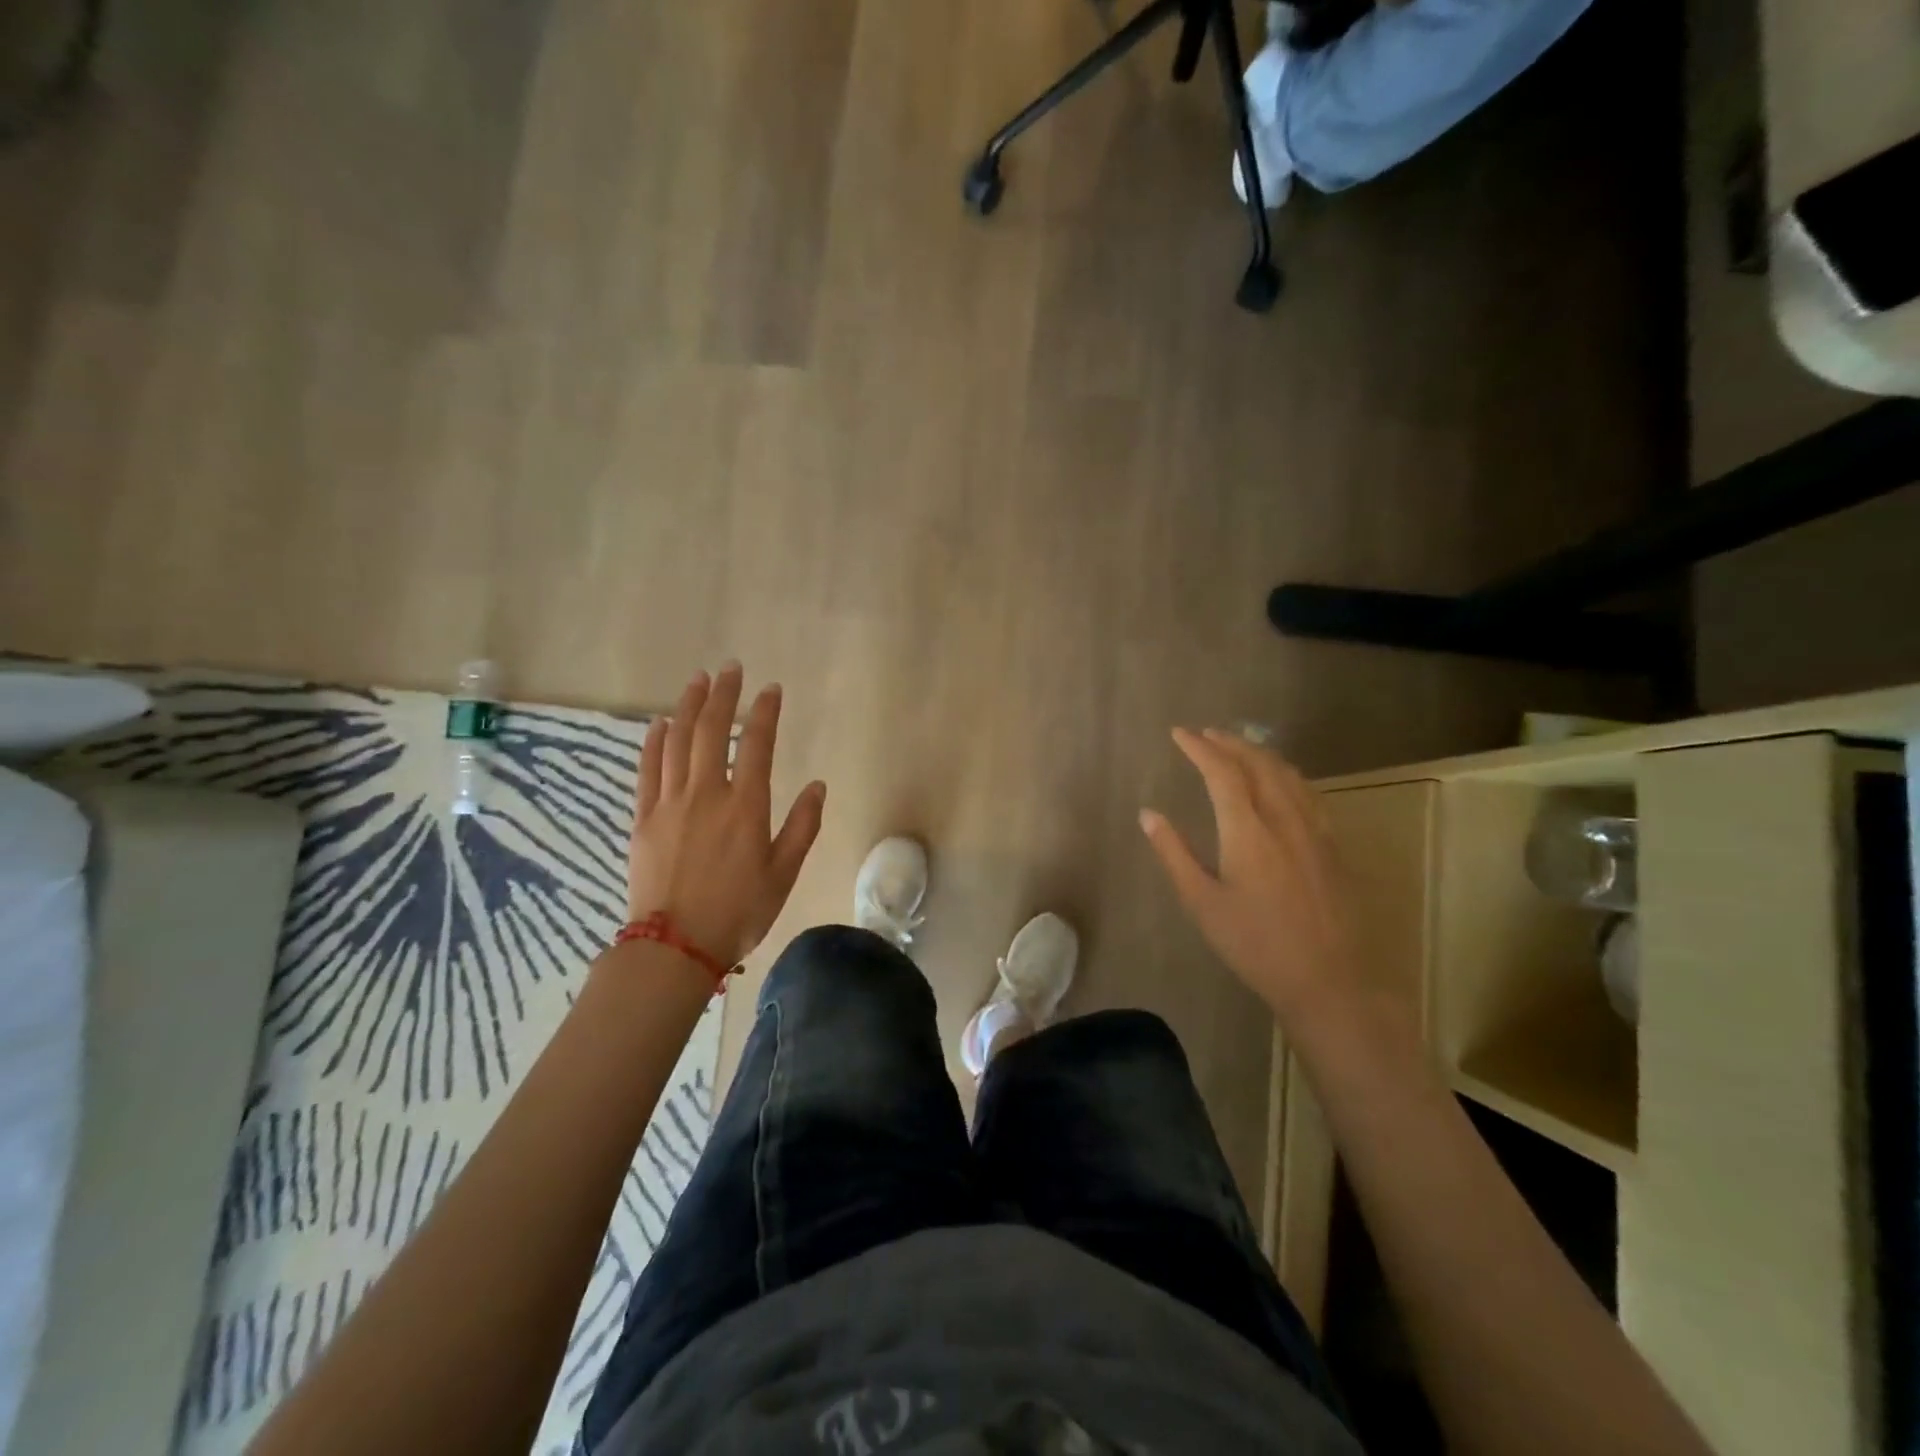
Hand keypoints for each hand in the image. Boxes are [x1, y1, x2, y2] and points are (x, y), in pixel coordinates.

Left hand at [628, 663, 826, 965]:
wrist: (675, 946)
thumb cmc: (739, 912)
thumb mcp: (784, 874)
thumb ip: (802, 827)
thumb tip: (817, 786)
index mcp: (746, 806)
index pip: (756, 744)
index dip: (764, 712)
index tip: (770, 689)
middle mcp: (707, 793)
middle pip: (711, 730)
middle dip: (723, 695)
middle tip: (730, 668)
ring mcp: (670, 803)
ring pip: (678, 741)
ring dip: (688, 706)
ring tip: (698, 681)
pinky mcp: (643, 818)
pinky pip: (648, 769)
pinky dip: (654, 742)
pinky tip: (661, 723)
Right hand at [1140, 728, 1352, 1017]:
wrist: (1330, 980)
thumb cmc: (1256, 945)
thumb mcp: (1203, 904)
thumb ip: (1174, 854)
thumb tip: (1148, 815)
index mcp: (1248, 832)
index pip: (1223, 772)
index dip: (1200, 748)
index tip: (1178, 734)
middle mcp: (1285, 819)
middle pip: (1259, 763)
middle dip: (1230, 742)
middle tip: (1205, 734)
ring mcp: (1315, 830)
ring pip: (1288, 773)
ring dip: (1259, 752)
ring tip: (1238, 747)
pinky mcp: (1333, 845)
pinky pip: (1308, 791)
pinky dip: (1285, 773)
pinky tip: (1280, 781)